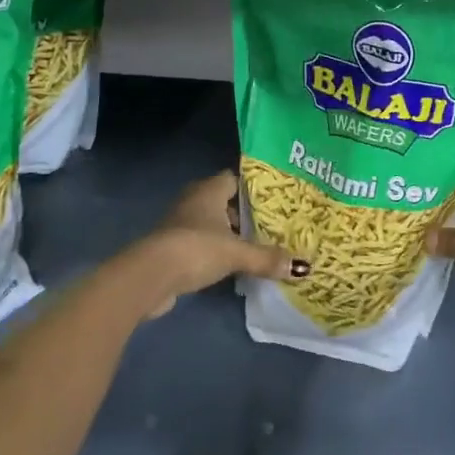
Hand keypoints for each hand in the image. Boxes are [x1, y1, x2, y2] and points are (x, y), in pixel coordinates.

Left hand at [127, 170, 308, 319]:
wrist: (151, 276)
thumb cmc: (196, 249)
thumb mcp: (236, 253)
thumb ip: (267, 258)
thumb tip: (303, 267)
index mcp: (209, 189)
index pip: (234, 178)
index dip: (253, 188)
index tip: (274, 200)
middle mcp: (193, 200)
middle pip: (224, 202)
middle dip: (244, 214)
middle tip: (270, 226)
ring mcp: (180, 223)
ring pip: (211, 224)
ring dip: (228, 234)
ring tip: (255, 247)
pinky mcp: (172, 247)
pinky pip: (200, 243)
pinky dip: (214, 251)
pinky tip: (231, 265)